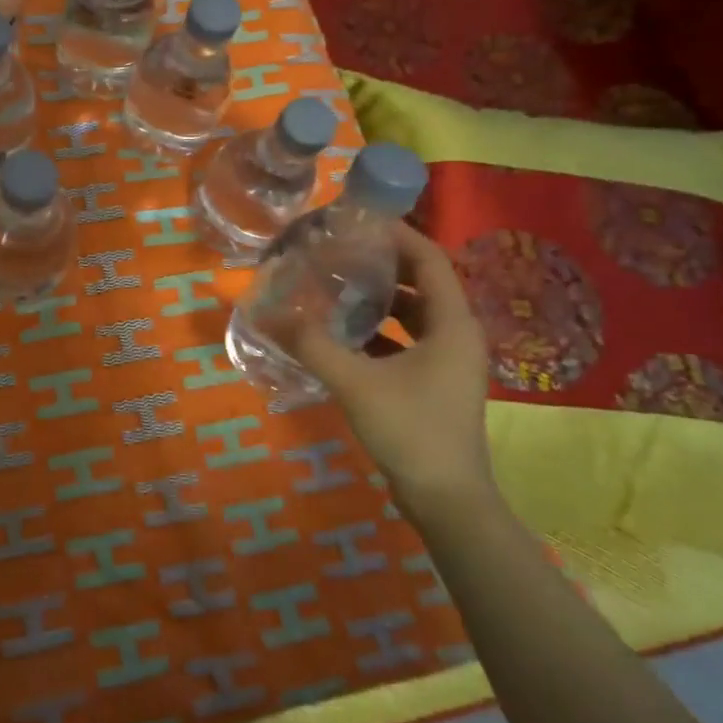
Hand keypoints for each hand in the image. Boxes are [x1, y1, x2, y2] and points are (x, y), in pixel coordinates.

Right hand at [288, 220, 495, 506]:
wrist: (447, 501)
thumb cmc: (411, 430)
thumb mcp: (355, 382)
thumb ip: (310, 344)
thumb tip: (266, 312)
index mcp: (453, 324)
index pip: (429, 259)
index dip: (397, 234)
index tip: (357, 221)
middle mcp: (457, 335)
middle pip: (421, 282)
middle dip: (381, 264)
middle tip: (338, 249)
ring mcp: (447, 362)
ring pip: (413, 314)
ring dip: (378, 298)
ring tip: (334, 284)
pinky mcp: (434, 383)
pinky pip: (406, 341)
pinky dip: (377, 330)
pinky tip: (341, 333)